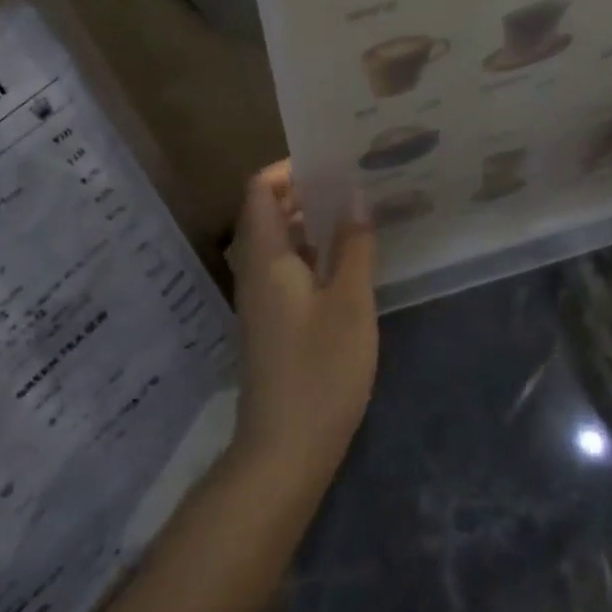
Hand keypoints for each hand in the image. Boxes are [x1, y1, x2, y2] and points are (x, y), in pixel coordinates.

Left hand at [225, 163, 378, 494]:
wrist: (285, 448)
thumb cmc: (320, 370)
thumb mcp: (349, 303)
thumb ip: (353, 246)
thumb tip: (354, 196)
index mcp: (265, 256)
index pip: (260, 189)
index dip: (289, 169)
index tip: (331, 163)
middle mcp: (254, 269)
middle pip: (268, 212)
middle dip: (306, 192)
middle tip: (353, 183)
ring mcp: (260, 297)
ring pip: (279, 241)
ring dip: (311, 223)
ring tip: (357, 213)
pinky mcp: (272, 320)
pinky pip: (285, 268)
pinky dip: (311, 253)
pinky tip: (348, 260)